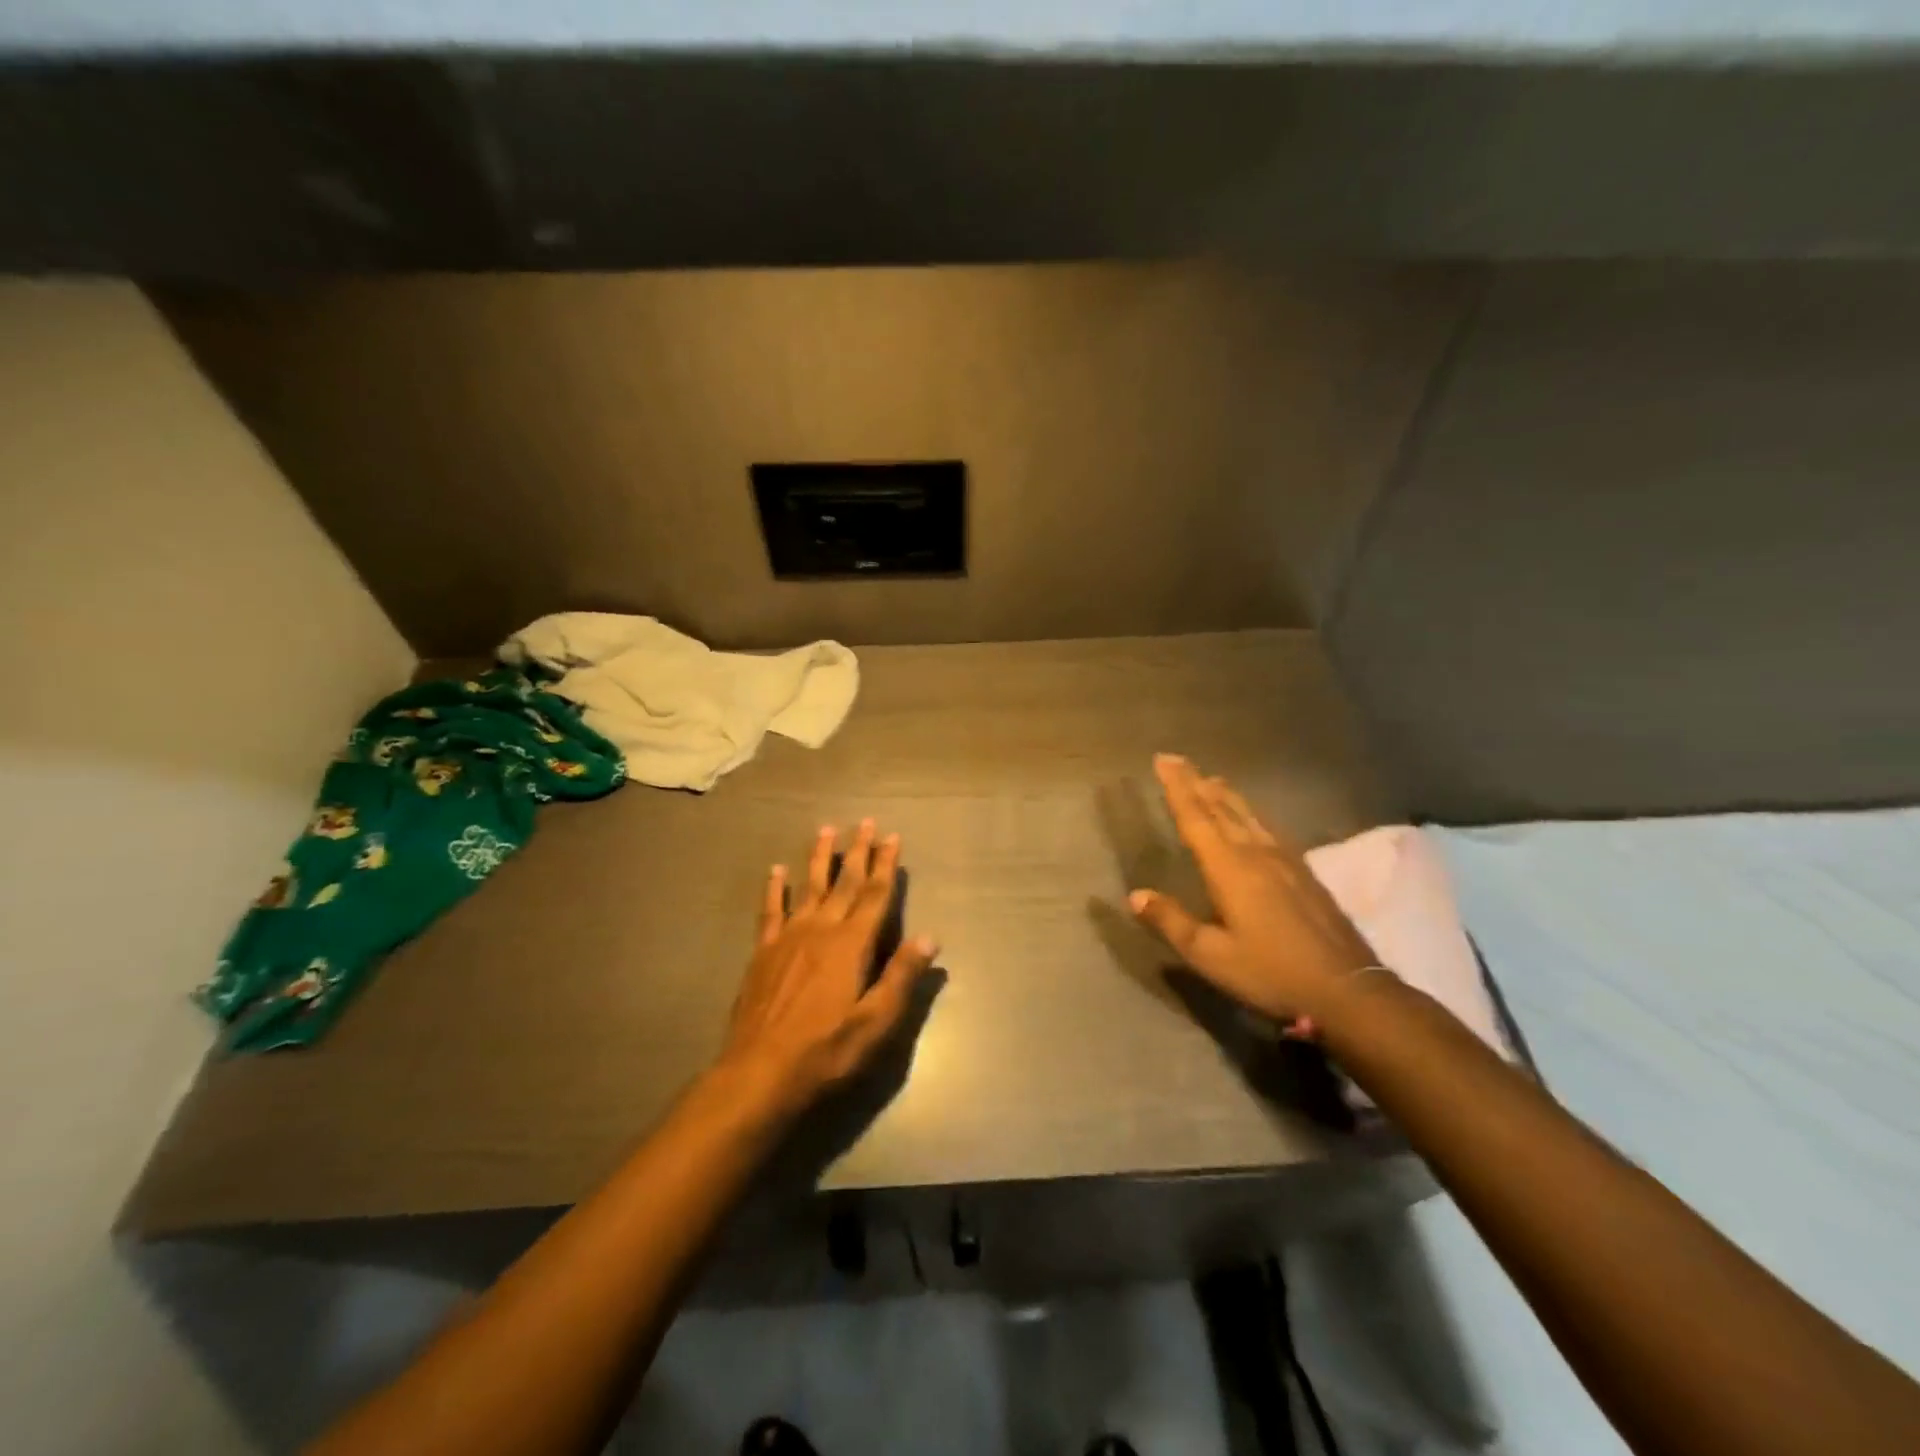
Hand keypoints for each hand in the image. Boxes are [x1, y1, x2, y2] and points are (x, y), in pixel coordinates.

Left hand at [716, 818, 938, 1119]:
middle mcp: (821, 930)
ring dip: (820, 858)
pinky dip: (775, 888)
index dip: (885, 865)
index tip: (892, 837)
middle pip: (844, 883)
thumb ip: (901, 976)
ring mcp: (788, 937)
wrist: (760, 1072)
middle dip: (858, 852)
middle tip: (865, 823)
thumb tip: (930, 937)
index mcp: (851, 945)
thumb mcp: (875, 1022)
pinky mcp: (763, 952)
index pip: (875, 896)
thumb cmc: (826, 1051)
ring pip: (809, 887)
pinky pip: (771, 910)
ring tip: (827, 830)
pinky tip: (776, 870)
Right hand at [1129, 754, 1380, 1031]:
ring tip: (1211, 779)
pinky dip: (1252, 814)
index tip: (1163, 759)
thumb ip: (1172, 921)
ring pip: (1248, 815)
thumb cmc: (1270, 973)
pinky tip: (1255, 818)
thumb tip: (1135, 895)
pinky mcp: (1305, 873)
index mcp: (1229, 868)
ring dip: (1226, 795)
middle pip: (1221, 808)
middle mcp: (1256, 853)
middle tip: (1178, 759)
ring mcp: (1285, 861)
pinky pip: (1270, 828)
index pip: (1196, 817)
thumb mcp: (1210, 955)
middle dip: (1197, 782)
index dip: (1177, 787)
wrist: (1347, 990)